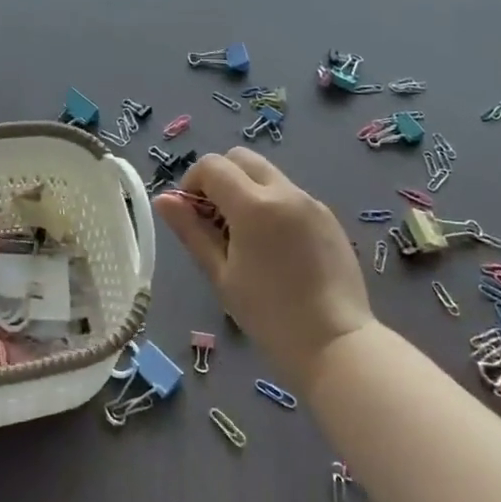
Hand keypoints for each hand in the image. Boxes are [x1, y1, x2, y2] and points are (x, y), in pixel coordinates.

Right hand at [155, 150, 374, 383]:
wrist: (337, 344)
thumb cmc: (269, 314)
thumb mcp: (221, 274)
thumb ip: (191, 230)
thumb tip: (164, 199)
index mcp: (254, 205)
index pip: (212, 165)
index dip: (192, 182)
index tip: (191, 214)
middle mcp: (285, 192)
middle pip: (241, 158)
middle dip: (220, 177)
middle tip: (214, 218)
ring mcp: (311, 202)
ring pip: (267, 174)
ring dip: (246, 189)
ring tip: (244, 236)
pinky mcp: (328, 216)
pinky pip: (290, 194)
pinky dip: (271, 204)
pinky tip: (275, 247)